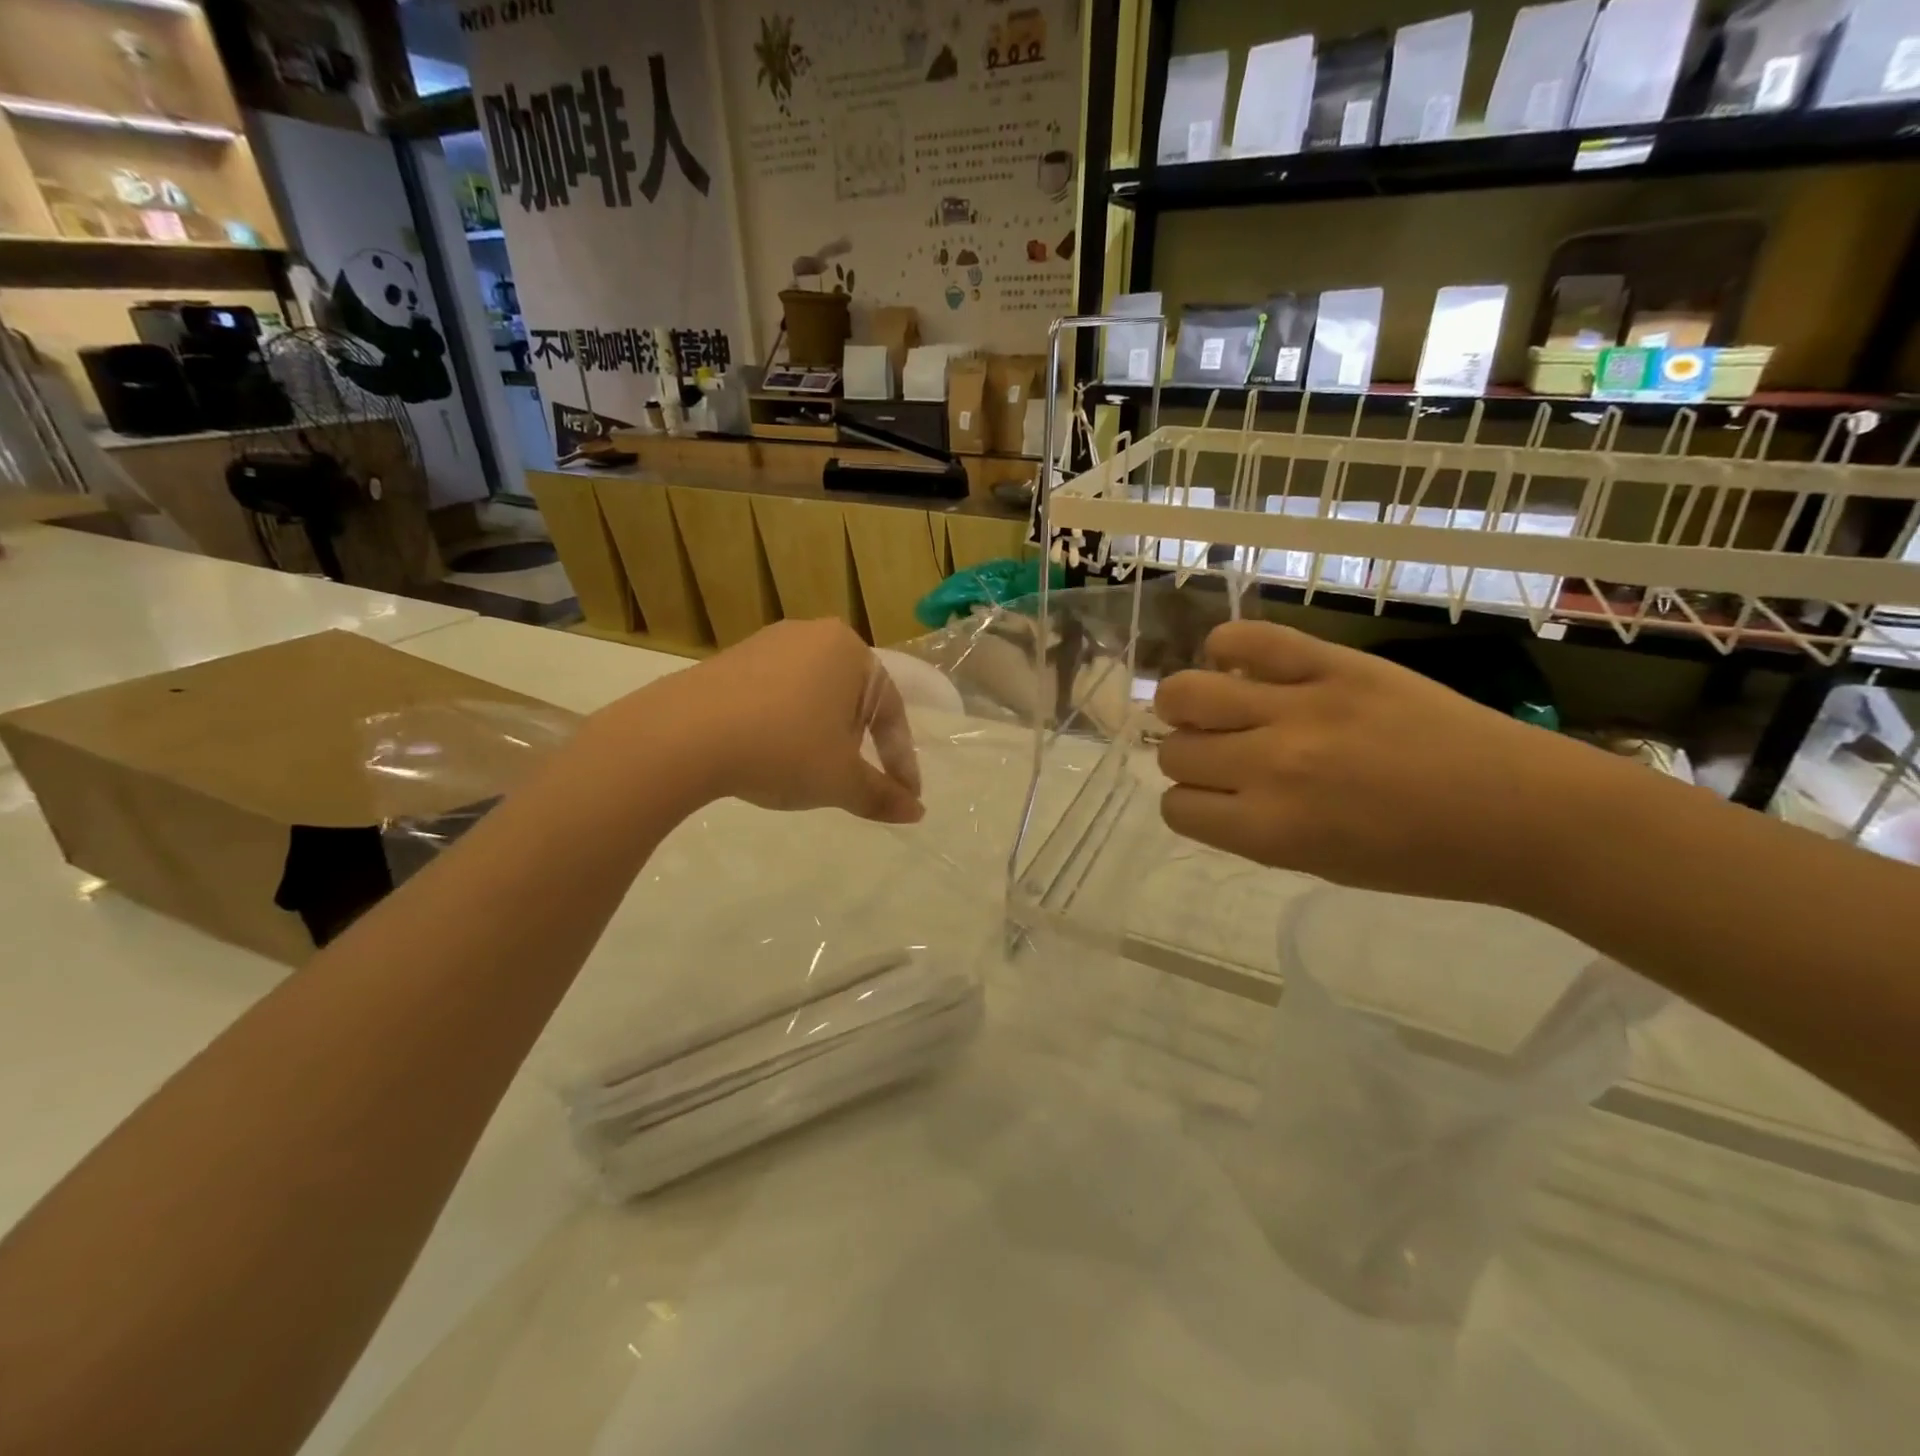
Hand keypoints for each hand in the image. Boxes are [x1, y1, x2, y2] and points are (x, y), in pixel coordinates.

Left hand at [645, 619, 923, 824]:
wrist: (683, 736)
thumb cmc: (783, 749)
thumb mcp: (841, 780)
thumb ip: (882, 795)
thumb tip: (917, 812)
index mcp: (851, 652)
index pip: (891, 713)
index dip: (900, 761)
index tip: (904, 795)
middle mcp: (814, 635)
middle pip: (853, 699)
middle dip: (859, 743)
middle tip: (855, 779)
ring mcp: (768, 642)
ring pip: (814, 695)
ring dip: (822, 734)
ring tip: (811, 770)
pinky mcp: (731, 658)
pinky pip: (776, 694)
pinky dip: (785, 724)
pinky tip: (770, 752)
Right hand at [1155, 621, 1605, 904]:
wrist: (1522, 811)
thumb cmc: (1420, 857)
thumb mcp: (1317, 864)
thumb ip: (1250, 826)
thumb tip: (1207, 786)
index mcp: (1269, 829)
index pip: (1175, 805)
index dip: (1187, 801)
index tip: (1212, 796)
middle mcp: (1271, 766)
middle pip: (1174, 750)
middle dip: (1188, 756)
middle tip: (1221, 753)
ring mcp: (1300, 707)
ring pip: (1186, 692)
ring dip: (1186, 704)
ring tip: (1213, 704)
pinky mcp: (1333, 663)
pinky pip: (1248, 639)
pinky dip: (1228, 647)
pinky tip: (1239, 663)